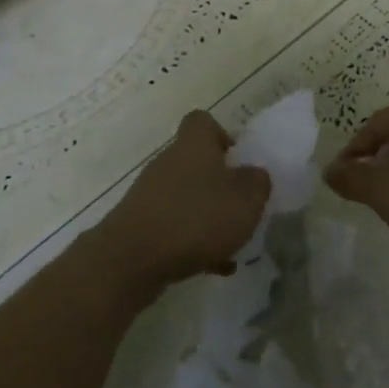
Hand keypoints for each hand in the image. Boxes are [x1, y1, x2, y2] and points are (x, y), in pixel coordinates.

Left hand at [93, 110, 269, 299]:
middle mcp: (169, 162)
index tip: (238, 160)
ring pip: (188, 198)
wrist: (130, 260)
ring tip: (232, 245)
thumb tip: (254, 174)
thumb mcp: (246, 200)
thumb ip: (258, 183)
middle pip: (197, 163)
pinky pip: (175, 226)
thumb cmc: (195, 219)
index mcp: (194, 145)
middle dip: (221, 185)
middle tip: (242, 207)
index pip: (203, 121)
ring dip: (209, 217)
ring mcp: (151, 194)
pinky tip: (212, 267)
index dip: (222, 135)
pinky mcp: (140, 224)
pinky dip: (193, 242)